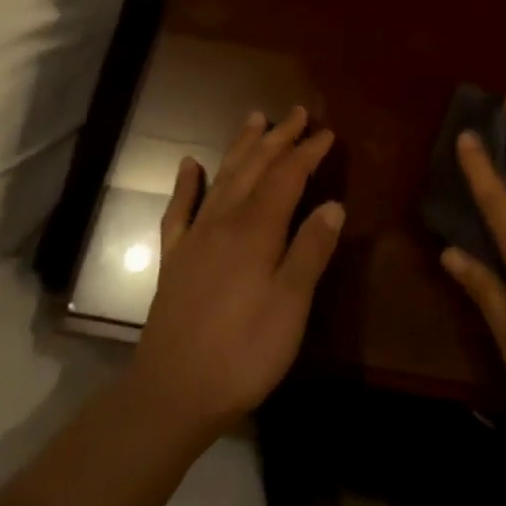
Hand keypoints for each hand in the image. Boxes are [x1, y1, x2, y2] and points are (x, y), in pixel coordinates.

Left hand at [130, 107, 343, 439]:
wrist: (172, 393)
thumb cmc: (243, 352)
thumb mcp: (291, 306)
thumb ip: (311, 251)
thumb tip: (334, 205)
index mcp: (257, 229)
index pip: (288, 176)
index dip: (308, 152)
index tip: (327, 133)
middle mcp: (225, 220)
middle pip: (255, 167)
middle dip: (279, 137)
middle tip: (298, 113)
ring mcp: (195, 236)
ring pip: (222, 177)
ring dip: (241, 146)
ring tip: (255, 119)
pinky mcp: (174, 258)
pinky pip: (179, 209)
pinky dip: (186, 183)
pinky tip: (190, 165)